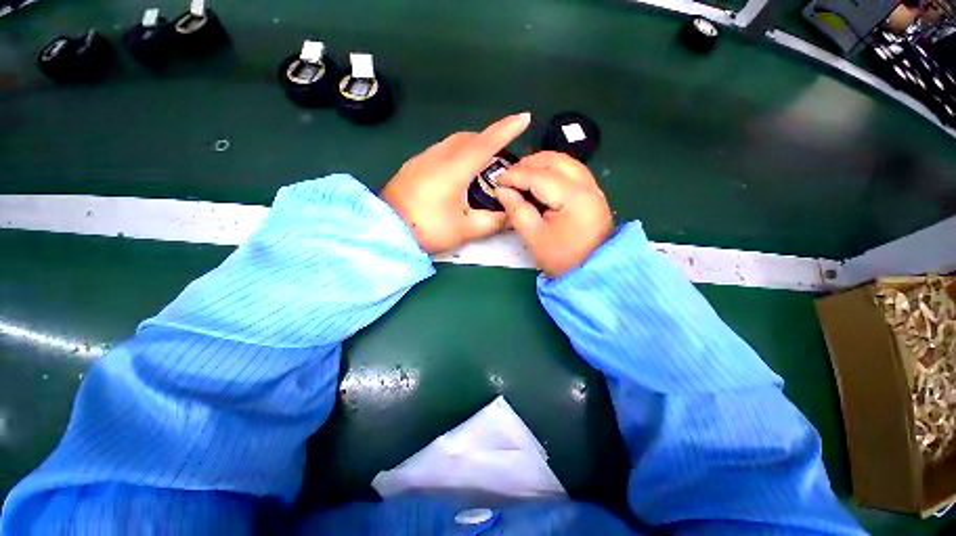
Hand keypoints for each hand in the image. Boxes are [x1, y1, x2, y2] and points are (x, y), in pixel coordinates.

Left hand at [381, 113, 530, 253]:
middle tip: (502, 156)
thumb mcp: (465, 230)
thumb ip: (492, 221)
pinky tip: (457, 174)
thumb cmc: (427, 229)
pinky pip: (441, 151)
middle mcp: (438, 156)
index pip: (486, 143)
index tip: (524, 117)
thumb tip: (511, 215)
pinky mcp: (413, 166)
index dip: (507, 129)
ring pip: (453, 142)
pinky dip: (456, 154)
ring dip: (471, 147)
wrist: (385, 230)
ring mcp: (422, 159)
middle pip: (469, 138)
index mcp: (454, 169)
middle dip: (489, 139)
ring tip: (481, 166)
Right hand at [495, 152, 612, 277]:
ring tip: (522, 176)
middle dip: (529, 164)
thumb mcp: (535, 237)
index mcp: (573, 197)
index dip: (514, 176)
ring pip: (565, 163)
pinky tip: (540, 182)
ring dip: (541, 165)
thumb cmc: (562, 259)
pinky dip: (553, 172)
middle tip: (509, 176)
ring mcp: (594, 189)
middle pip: (556, 160)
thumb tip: (502, 191)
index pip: (539, 177)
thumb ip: (517, 211)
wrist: (593, 273)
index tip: (496, 180)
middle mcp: (587, 186)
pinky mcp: (593, 195)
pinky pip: (571, 172)